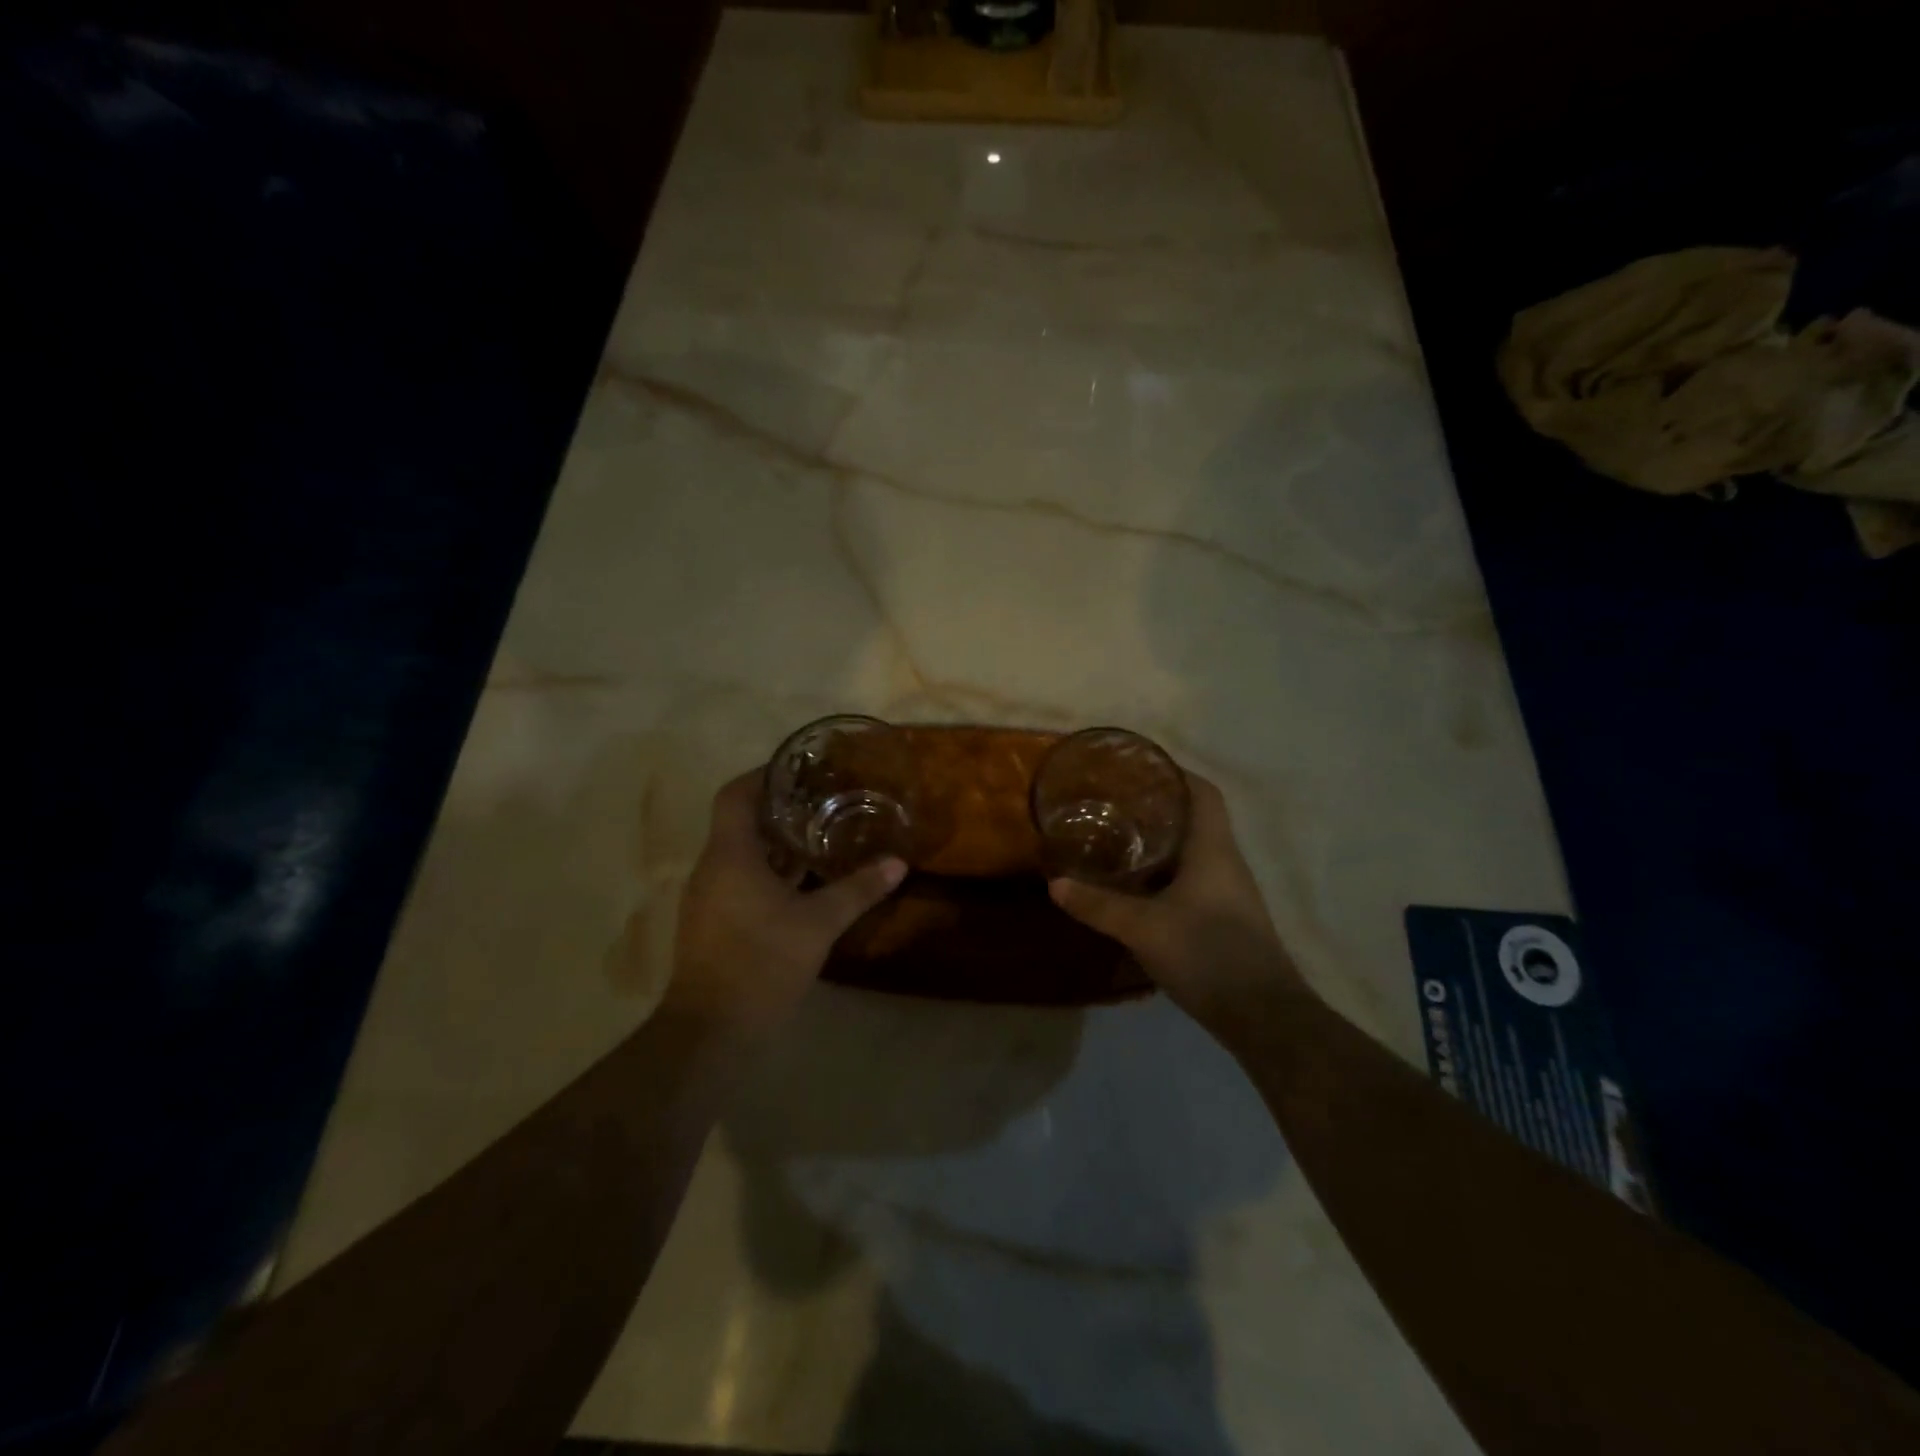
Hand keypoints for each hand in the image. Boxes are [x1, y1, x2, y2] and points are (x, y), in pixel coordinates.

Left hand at [663, 770, 906, 1032]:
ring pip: (741, 853)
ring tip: (820, 836)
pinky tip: (803, 883)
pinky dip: (769, 872)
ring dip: (775, 844)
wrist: (710, 1031)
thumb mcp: (818, 924)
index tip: (799, 772)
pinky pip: (740, 880)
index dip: (763, 776)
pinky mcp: (713, 922)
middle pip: (740, 822)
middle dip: (779, 809)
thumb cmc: (761, 963)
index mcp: (730, 855)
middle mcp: (712, 868)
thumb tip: (898, 863)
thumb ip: (858, 890)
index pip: (735, 795)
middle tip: (823, 802)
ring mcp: (708, 897)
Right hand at [1049, 773, 1304, 1028]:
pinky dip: (1164, 876)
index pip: (1203, 793)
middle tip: (1113, 805)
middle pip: (1194, 820)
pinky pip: (1191, 882)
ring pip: (1192, 853)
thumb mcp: (1144, 927)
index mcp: (1213, 849)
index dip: (1176, 774)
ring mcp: (1228, 894)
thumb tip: (1055, 883)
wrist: (1262, 1015)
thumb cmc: (1208, 954)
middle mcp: (1226, 863)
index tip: (1140, 769)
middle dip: (1156, 809)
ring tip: (1116, 841)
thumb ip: (1099, 905)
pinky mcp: (1224, 920)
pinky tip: (1135, 889)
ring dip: (1159, 845)